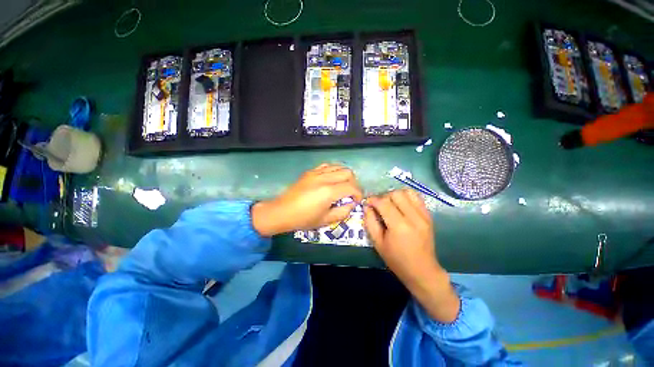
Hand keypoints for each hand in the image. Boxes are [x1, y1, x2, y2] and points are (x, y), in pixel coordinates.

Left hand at [252, 164, 362, 236]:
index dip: (358, 194)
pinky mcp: (310, 172)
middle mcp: (324, 178)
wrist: (282, 211)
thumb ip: (343, 211)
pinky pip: (326, 165)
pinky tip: (331, 179)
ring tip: (343, 185)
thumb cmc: (303, 219)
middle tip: (351, 193)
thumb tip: (352, 204)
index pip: (351, 187)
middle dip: (354, 183)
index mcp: (329, 192)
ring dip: (344, 175)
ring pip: (338, 166)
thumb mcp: (325, 220)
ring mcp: (316, 173)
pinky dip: (334, 170)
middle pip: (347, 173)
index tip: (357, 200)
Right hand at [364, 189, 459, 322]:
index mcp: (399, 226)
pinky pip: (417, 197)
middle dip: (384, 197)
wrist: (422, 270)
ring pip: (407, 192)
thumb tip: (367, 206)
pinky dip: (406, 197)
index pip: (384, 203)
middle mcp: (414, 217)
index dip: (373, 200)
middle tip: (379, 206)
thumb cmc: (396, 259)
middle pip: (396, 194)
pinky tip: (401, 205)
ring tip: (390, 204)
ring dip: (395, 195)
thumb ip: (370, 222)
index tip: (367, 203)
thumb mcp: (377, 243)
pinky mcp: (429, 215)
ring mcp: (424, 215)